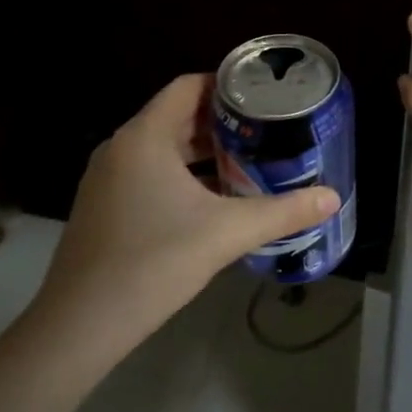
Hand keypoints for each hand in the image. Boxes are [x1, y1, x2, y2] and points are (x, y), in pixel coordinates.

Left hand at [36, 74, 341, 350]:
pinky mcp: (103, 206)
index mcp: (144, 137)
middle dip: (221, 122)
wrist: (80, 326)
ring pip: (162, 148)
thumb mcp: (226, 233)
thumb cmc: (154, 263)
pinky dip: (181, 175)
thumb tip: (332, 198)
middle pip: (176, 116)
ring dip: (202, 152)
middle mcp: (121, 147)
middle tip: (266, 131)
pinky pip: (148, 173)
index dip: (226, 85)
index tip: (264, 97)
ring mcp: (107, 178)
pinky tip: (212, 200)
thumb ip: (282, 212)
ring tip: (247, 161)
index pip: (188, 87)